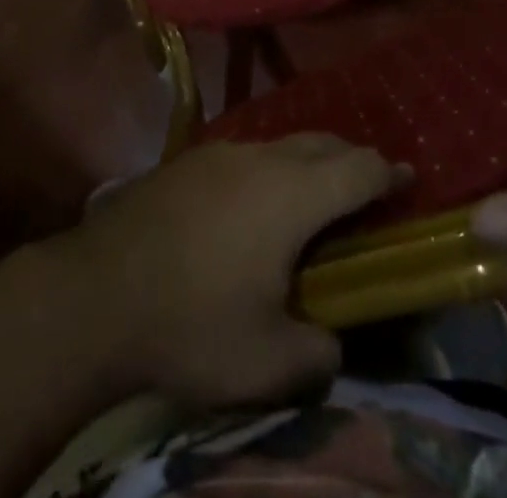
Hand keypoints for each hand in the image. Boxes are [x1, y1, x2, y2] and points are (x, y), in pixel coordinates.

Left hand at [47, 136, 408, 408]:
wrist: (98, 292)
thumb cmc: (192, 323)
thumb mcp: (270, 363)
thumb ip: (319, 351)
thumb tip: (328, 338)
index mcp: (291, 194)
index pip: (358, 168)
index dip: (389, 174)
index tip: (408, 181)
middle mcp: (259, 158)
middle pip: (322, 143)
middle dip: (351, 161)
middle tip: (367, 193)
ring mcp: (219, 153)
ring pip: (281, 145)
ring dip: (308, 164)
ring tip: (313, 201)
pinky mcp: (187, 161)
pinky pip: (246, 155)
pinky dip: (270, 170)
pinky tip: (255, 206)